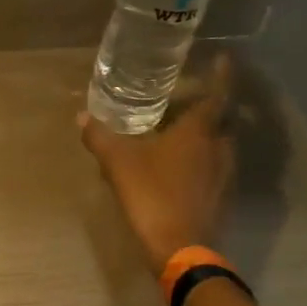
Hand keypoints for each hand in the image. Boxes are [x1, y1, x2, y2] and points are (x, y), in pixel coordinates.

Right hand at [78, 53, 237, 273]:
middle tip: (192, 94)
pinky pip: (215, 165)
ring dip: (208, 132)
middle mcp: (219, 147)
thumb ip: (100, 137)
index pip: (218, 93)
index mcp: (199, 131)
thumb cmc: (152, 195)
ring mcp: (225, 173)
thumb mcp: (118, 163)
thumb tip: (82, 117)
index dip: (222, 74)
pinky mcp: (222, 196)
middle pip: (223, 118)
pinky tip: (183, 164)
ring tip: (185, 127)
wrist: (180, 248)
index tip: (222, 58)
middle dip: (211, 104)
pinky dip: (204, 157)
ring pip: (220, 143)